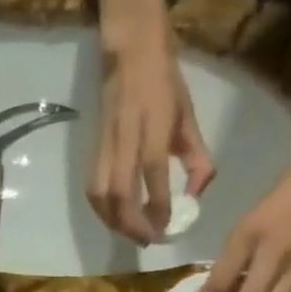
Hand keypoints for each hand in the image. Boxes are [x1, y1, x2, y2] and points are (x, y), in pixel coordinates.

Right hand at [87, 30, 215, 244]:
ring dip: (115, 222)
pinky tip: (116, 220)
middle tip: (148, 240)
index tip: (167, 228)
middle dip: (133, 224)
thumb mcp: (188, 116)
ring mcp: (106, 144)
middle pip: (120, 192)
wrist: (130, 50)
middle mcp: (125, 136)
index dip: (158, 205)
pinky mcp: (94, 150)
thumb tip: (196, 195)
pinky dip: (104, 211)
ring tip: (131, 234)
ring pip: (101, 195)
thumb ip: (196, 157)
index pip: (152, 172)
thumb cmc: (165, 83)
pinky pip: (94, 189)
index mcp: (153, 123)